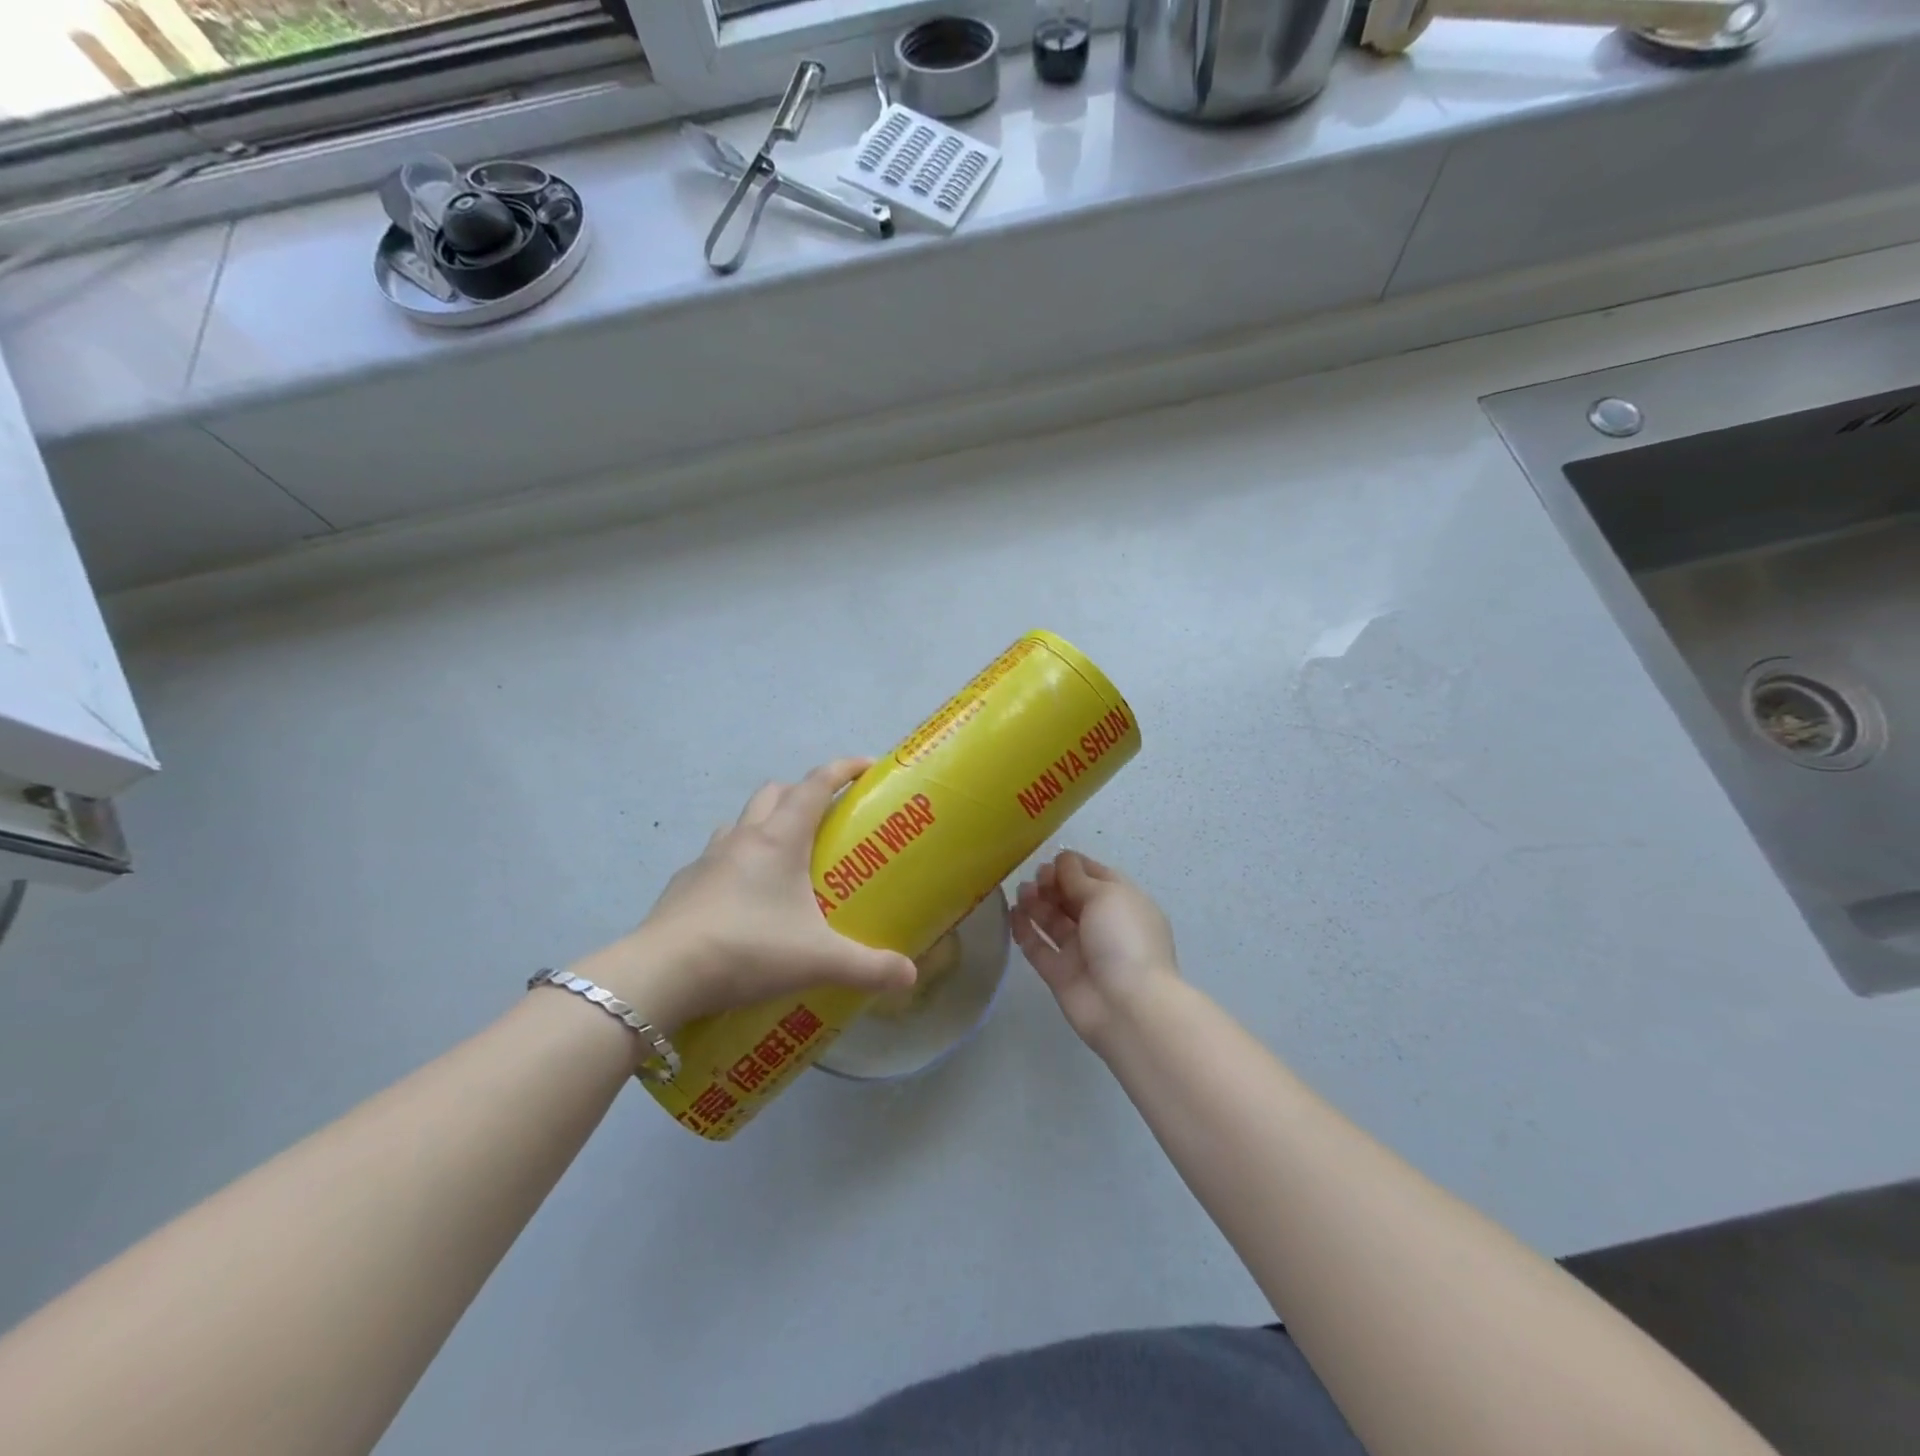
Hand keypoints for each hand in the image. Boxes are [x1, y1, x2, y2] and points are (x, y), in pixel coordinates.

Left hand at [571, 758, 915, 1031]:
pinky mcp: (682, 885)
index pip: (815, 785)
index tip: (866, 765)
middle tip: (825, 821)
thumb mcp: (818, 960)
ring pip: (741, 822)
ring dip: (764, 825)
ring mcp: (707, 859)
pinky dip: (735, 863)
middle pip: (775, 792)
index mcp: (780, 839)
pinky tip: (742, 901)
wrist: (662, 974)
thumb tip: (910, 977)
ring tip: (783, 860)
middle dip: (802, 794)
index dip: (843, 768)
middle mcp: (743, 838)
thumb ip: (868, 967)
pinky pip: (715, 858)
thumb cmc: (748, 949)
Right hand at [1012, 851, 1179, 1052]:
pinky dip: (1025, 930)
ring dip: (1037, 903)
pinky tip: (1012, 913)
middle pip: (1072, 898)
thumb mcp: (1106, 895)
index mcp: (1123, 904)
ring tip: (1022, 891)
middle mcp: (1103, 926)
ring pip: (1054, 922)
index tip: (1052, 858)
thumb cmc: (1123, 939)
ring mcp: (1081, 952)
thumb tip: (1063, 861)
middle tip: (1036, 876)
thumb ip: (1079, 878)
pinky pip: (1039, 948)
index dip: (1074, 866)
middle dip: (1053, 883)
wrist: (1128, 1006)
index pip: (1097, 877)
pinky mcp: (1060, 975)